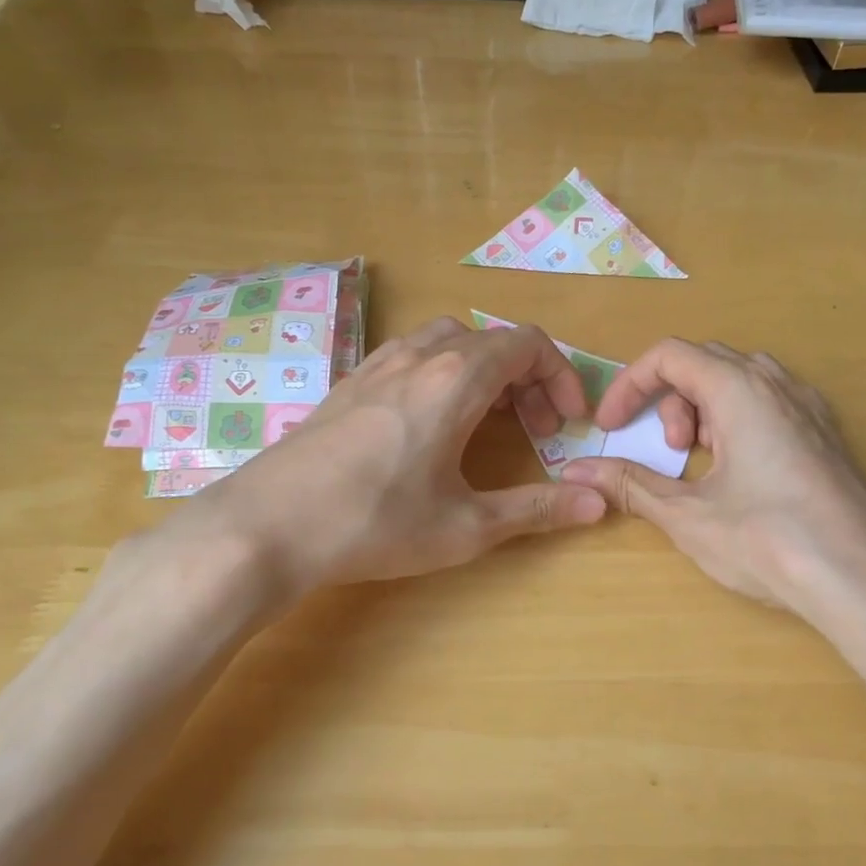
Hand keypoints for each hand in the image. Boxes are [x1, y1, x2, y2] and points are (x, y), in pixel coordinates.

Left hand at [150, 318, 607, 600]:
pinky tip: (432, 422)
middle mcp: (420, 355)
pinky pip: (414, 354)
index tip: (567, 422)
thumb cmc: (375, 523)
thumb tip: (599, 502)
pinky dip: (444, 373)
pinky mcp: (351, 381)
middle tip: (535, 431)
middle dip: (528, 379)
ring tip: (489, 421)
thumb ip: (537, 508)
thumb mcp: (466, 525)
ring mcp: (379, 363)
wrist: (266, 526)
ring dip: (485, 371)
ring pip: (451, 342)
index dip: (560, 376)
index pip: (528, 343)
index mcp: (457, 378)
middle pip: (493, 340)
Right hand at [560, 340, 865, 627]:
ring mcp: (808, 407)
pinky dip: (736, 421)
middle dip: (670, 398)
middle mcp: (776, 383)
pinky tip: (741, 473)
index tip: (612, 426)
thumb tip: (576, 471)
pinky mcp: (826, 434)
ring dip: (704, 408)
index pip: (669, 355)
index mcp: (739, 388)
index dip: (630, 385)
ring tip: (701, 462)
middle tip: (668, 449)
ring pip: (739, 380)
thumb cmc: (768, 540)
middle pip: (704, 361)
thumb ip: (628, 484)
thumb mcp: (686, 513)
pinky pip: (769, 403)